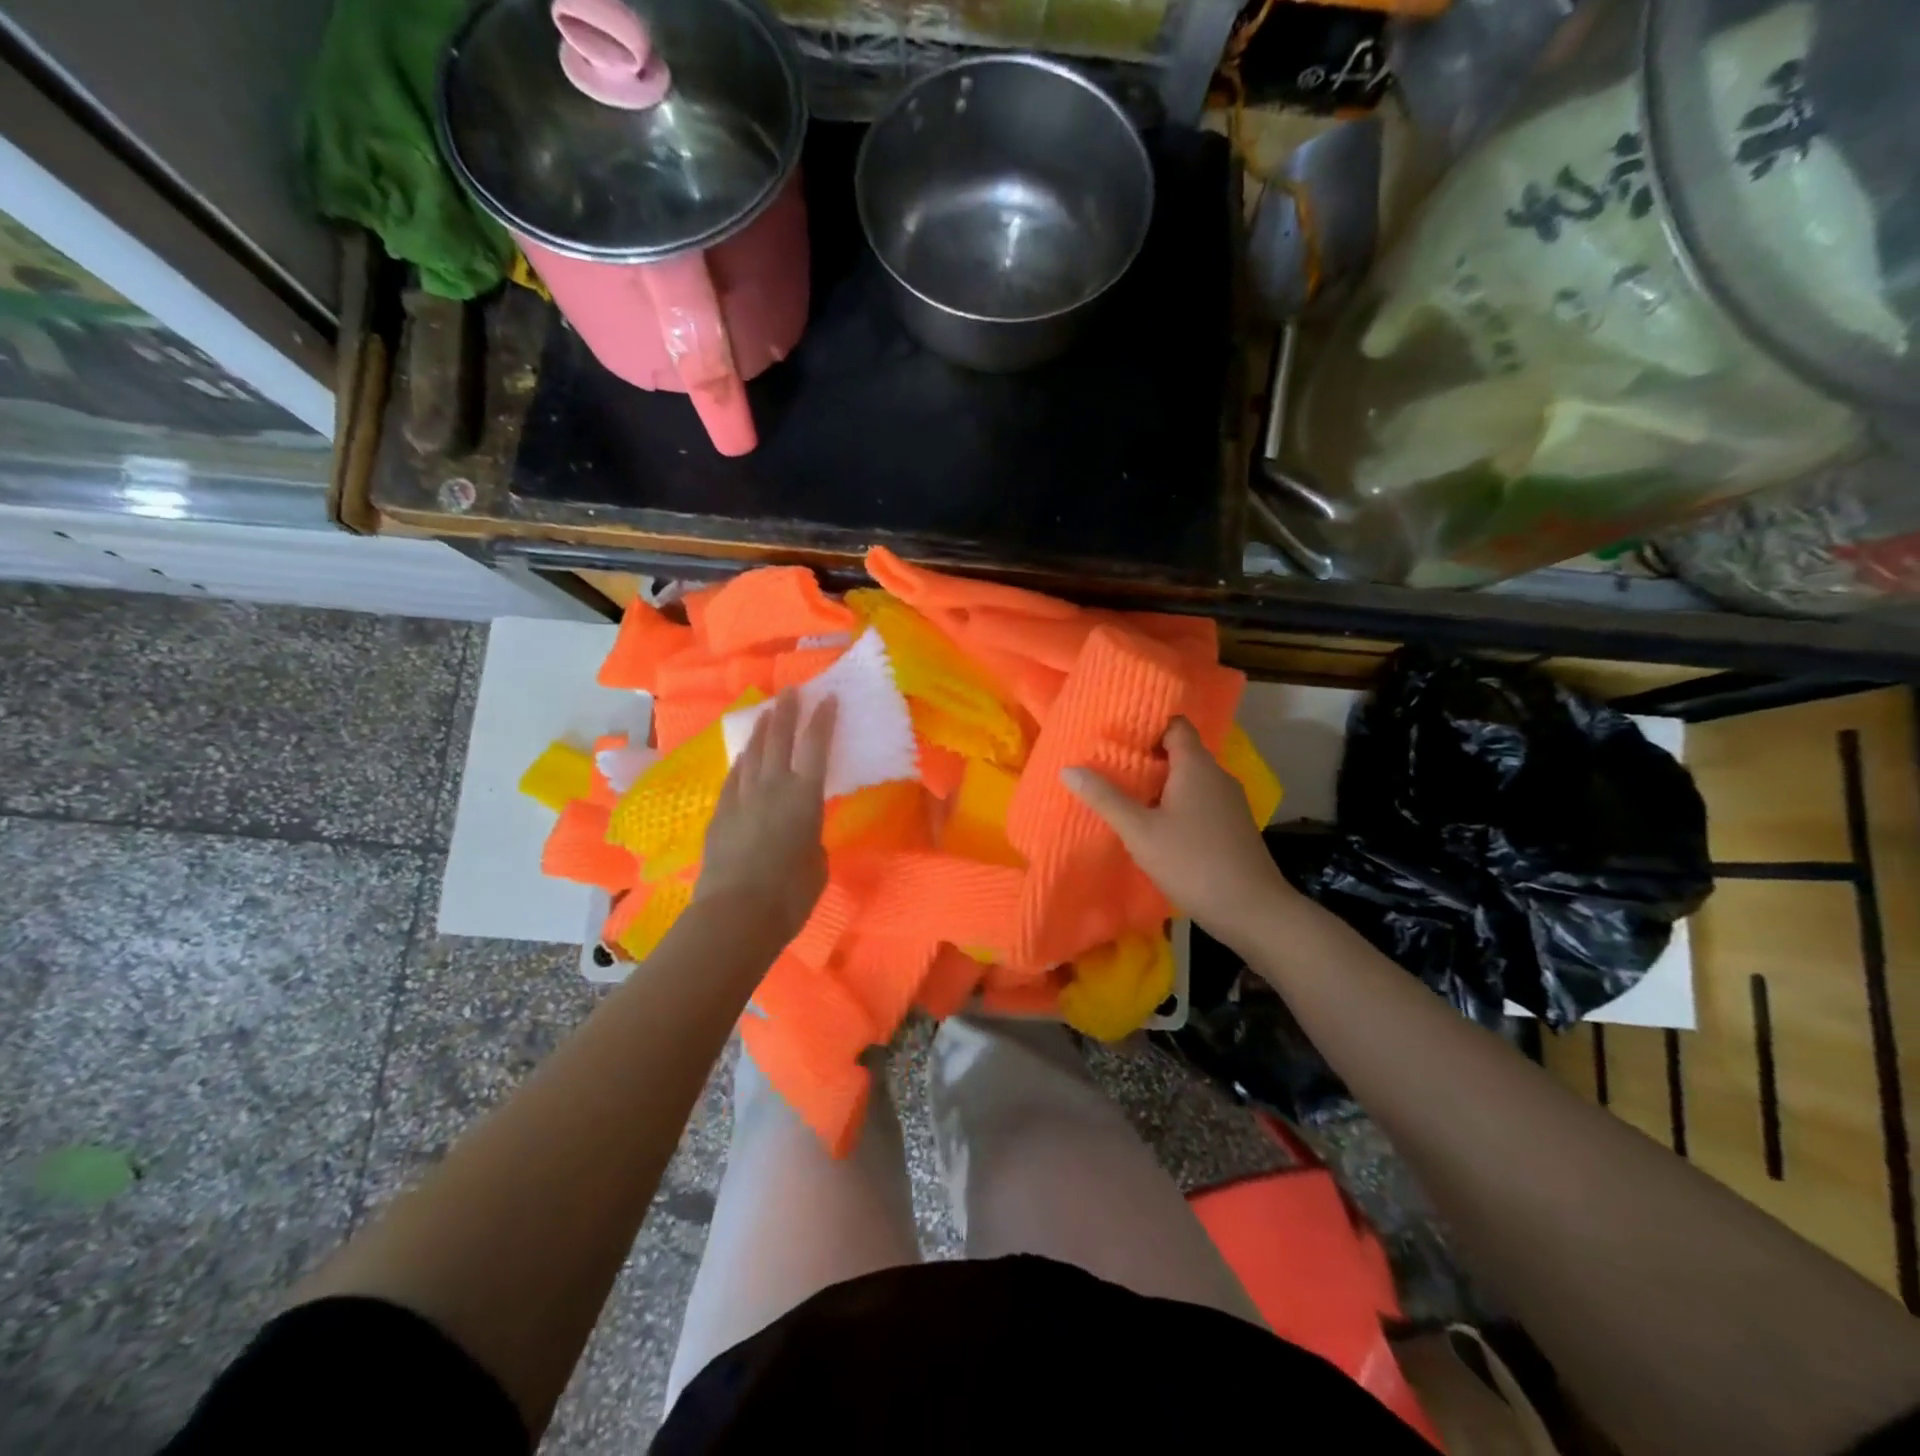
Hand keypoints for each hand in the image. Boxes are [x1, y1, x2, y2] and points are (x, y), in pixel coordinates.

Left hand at [696, 691, 836, 944]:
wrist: (736, 913)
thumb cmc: (791, 895)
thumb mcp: (817, 863)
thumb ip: (813, 839)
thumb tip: (803, 833)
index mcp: (804, 796)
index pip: (815, 747)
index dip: (822, 720)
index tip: (827, 697)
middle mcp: (772, 787)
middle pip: (779, 739)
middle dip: (787, 712)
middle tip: (791, 691)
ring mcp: (742, 798)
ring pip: (753, 753)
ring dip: (762, 731)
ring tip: (768, 714)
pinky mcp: (721, 813)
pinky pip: (734, 776)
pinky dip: (742, 760)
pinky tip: (744, 755)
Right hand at [1062, 716, 1294, 944]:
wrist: (1252, 910)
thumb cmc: (1192, 862)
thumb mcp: (1139, 831)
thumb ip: (1105, 798)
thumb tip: (1068, 769)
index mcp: (1196, 766)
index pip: (1174, 724)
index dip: (1146, 724)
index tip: (1115, 734)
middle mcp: (1216, 775)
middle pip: (1179, 751)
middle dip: (1145, 756)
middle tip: (1109, 764)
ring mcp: (1228, 801)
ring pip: (1189, 779)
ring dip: (1159, 783)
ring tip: (1124, 793)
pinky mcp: (1231, 825)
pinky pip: (1198, 800)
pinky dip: (1175, 803)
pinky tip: (1153, 824)